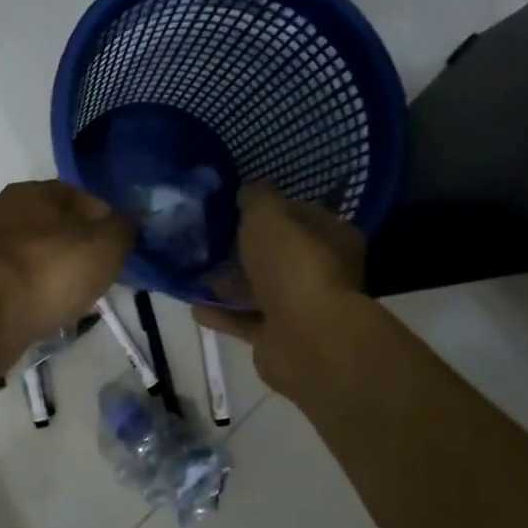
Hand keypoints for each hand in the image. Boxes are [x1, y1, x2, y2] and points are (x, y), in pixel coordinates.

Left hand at [0, 181, 133, 368]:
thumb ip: (123, 229)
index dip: (105, 221)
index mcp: (31, 191)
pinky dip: (32, 296)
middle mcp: (1, 212)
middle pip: (53, 228)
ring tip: (75, 300)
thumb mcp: (106, 245)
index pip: (79, 197)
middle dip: (77, 249)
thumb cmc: (50, 269)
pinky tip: (46, 314)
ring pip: (32, 258)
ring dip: (54, 275)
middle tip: (99, 276)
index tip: (120, 249)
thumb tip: (128, 222)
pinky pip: (15, 286)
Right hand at [194, 183, 367, 401]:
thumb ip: (258, 199)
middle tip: (210, 239)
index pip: (301, 215)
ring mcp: (301, 309)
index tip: (238, 205)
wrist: (306, 339)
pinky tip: (194, 306)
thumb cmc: (293, 266)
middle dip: (247, 249)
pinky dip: (223, 314)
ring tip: (196, 272)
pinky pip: (246, 321)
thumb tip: (251, 189)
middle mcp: (322, 273)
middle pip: (279, 255)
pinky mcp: (279, 338)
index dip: (271, 208)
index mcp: (332, 238)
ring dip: (231, 284)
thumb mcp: (269, 216)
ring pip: (261, 290)